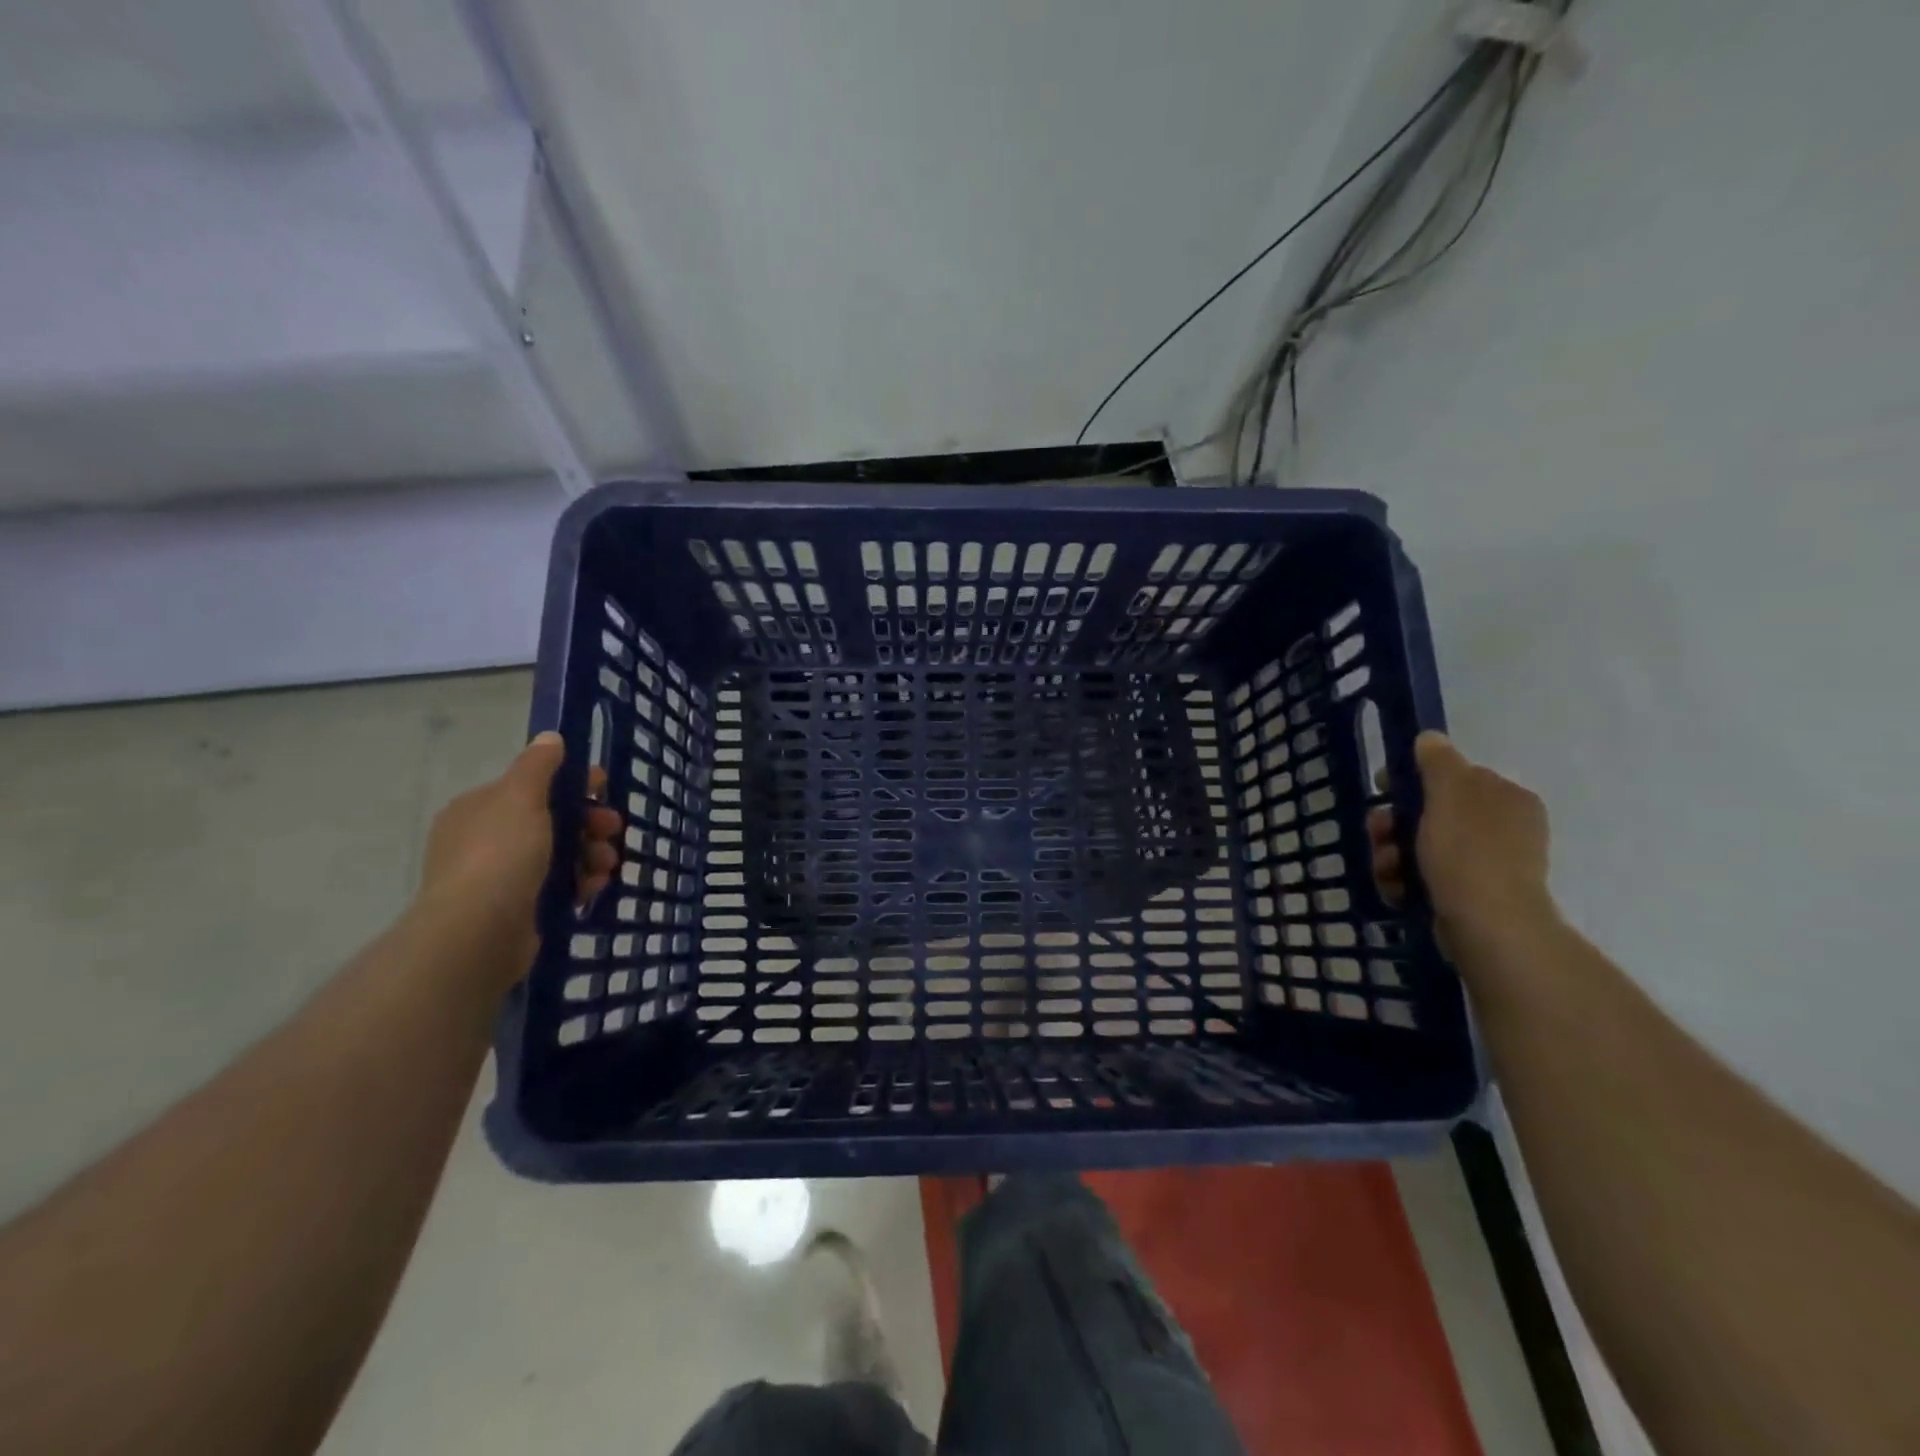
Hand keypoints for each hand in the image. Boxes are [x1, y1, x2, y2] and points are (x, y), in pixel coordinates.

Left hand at [416, 733, 621, 979]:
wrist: (479, 931)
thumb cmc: (500, 853)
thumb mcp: (521, 796)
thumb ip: (538, 765)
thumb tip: (550, 737)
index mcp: (480, 808)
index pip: (533, 786)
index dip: (572, 784)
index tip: (604, 788)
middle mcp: (486, 839)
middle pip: (552, 821)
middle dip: (589, 823)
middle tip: (613, 829)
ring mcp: (502, 876)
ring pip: (561, 854)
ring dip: (592, 854)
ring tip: (607, 865)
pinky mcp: (520, 908)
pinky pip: (560, 886)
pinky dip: (581, 883)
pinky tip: (593, 887)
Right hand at [1368, 731, 1556, 951]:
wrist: (1488, 926)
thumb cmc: (1468, 852)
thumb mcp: (1449, 794)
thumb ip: (1438, 761)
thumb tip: (1430, 738)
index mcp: (1506, 799)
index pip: (1453, 777)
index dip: (1413, 780)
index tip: (1382, 790)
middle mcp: (1502, 829)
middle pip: (1430, 814)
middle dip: (1394, 824)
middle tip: (1378, 833)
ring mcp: (1487, 866)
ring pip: (1422, 848)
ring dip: (1393, 854)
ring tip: (1386, 869)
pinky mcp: (1469, 897)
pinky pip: (1426, 878)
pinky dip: (1405, 881)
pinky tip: (1396, 889)